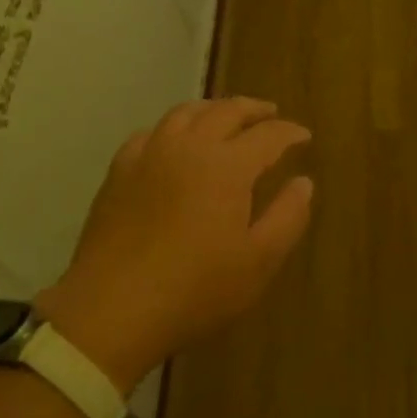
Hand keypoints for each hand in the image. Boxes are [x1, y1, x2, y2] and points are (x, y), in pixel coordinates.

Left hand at [37, 98, 313, 392]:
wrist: (112, 308)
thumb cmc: (195, 289)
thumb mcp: (258, 263)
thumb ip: (287, 217)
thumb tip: (303, 182)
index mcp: (228, 165)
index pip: (268, 135)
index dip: (289, 133)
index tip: (304, 136)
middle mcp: (190, 145)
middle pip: (227, 111)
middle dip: (253, 109)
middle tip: (269, 113)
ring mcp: (150, 153)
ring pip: (186, 113)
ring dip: (212, 109)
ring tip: (224, 116)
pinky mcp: (120, 170)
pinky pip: (150, 133)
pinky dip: (171, 129)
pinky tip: (172, 142)